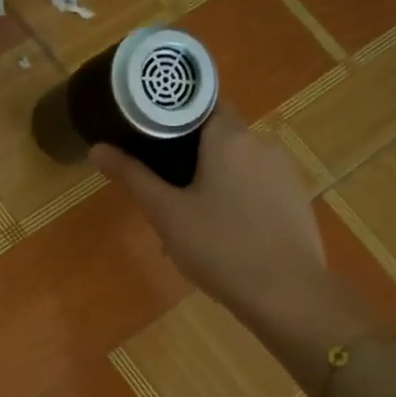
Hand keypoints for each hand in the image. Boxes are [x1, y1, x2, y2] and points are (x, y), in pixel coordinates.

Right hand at [90, 114, 330, 333]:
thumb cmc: (220, 248)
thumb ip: (133, 177)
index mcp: (229, 137)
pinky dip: (238, 197)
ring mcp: (285, 170)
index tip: (148, 135)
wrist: (288, 294)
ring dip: (214, 180)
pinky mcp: (298, 197)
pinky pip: (258, 185)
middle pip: (218, 135)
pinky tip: (224, 233)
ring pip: (238, 163)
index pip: (200, 102)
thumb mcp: (167, 214)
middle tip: (163, 191)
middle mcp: (262, 142)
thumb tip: (97, 148)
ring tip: (191, 220)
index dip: (172, 115)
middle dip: (189, 157)